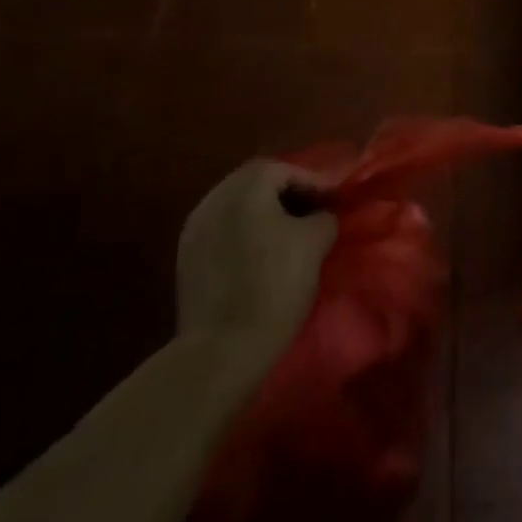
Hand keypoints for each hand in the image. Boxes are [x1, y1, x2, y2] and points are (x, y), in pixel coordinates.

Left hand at [176, 160, 336, 357]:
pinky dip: (245, 233)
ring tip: (289, 233)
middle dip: (288, 193)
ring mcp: (195, 228)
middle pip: (258, 183)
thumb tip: (320, 215)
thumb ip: (323, 216)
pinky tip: (261, 253)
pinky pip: (223, 230)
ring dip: (265, 213)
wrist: (220, 351)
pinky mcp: (186, 258)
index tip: (335, 199)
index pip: (286, 169)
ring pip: (238, 207)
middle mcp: (215, 197)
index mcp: (245, 187)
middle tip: (313, 210)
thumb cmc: (274, 286)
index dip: (314, 181)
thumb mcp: (315, 243)